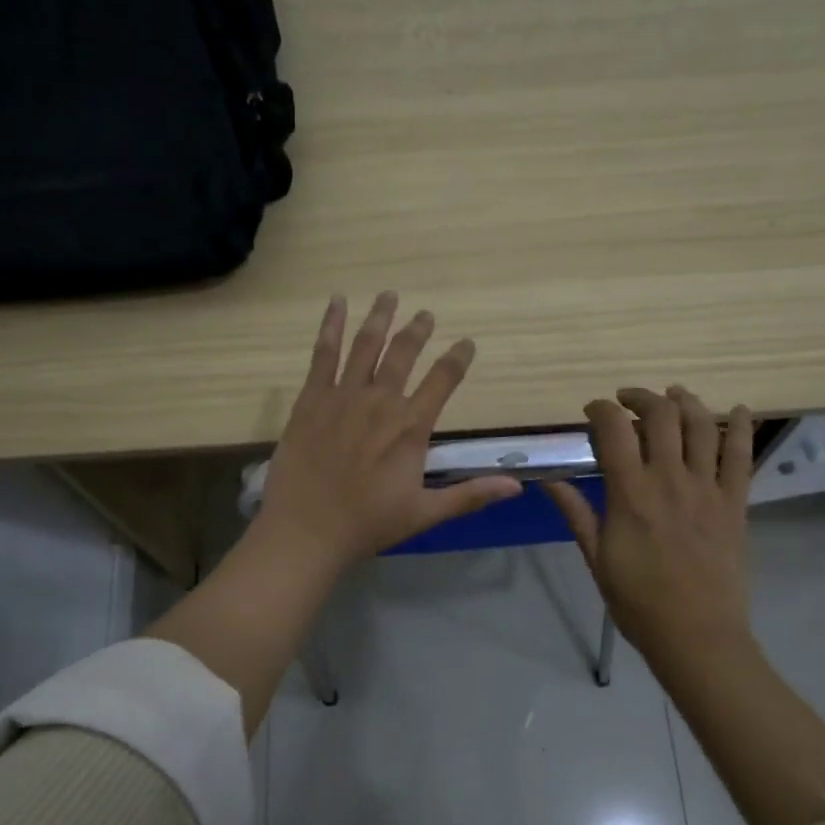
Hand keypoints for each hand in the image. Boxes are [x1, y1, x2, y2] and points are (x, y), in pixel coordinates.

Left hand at [255, 292, 522, 570]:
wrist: (307, 529)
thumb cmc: (368, 524)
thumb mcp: (425, 513)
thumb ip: (470, 495)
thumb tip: (517, 486)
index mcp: (411, 426)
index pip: (443, 380)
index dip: (458, 359)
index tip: (467, 343)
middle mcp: (381, 401)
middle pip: (403, 353)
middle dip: (417, 330)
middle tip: (425, 314)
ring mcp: (343, 396)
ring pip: (366, 345)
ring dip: (380, 317)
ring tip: (389, 295)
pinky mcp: (311, 398)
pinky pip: (323, 354)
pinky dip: (331, 326)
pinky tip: (336, 303)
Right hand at [546, 388, 754, 672]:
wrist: (696, 635)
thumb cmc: (637, 601)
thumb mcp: (596, 558)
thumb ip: (576, 512)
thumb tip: (548, 480)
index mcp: (630, 494)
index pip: (614, 429)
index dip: (601, 409)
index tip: (592, 410)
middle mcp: (670, 479)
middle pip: (661, 415)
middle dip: (641, 397)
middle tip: (629, 401)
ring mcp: (708, 488)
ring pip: (702, 425)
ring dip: (686, 401)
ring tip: (674, 396)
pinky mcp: (735, 502)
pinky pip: (743, 455)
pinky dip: (741, 427)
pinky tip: (738, 409)